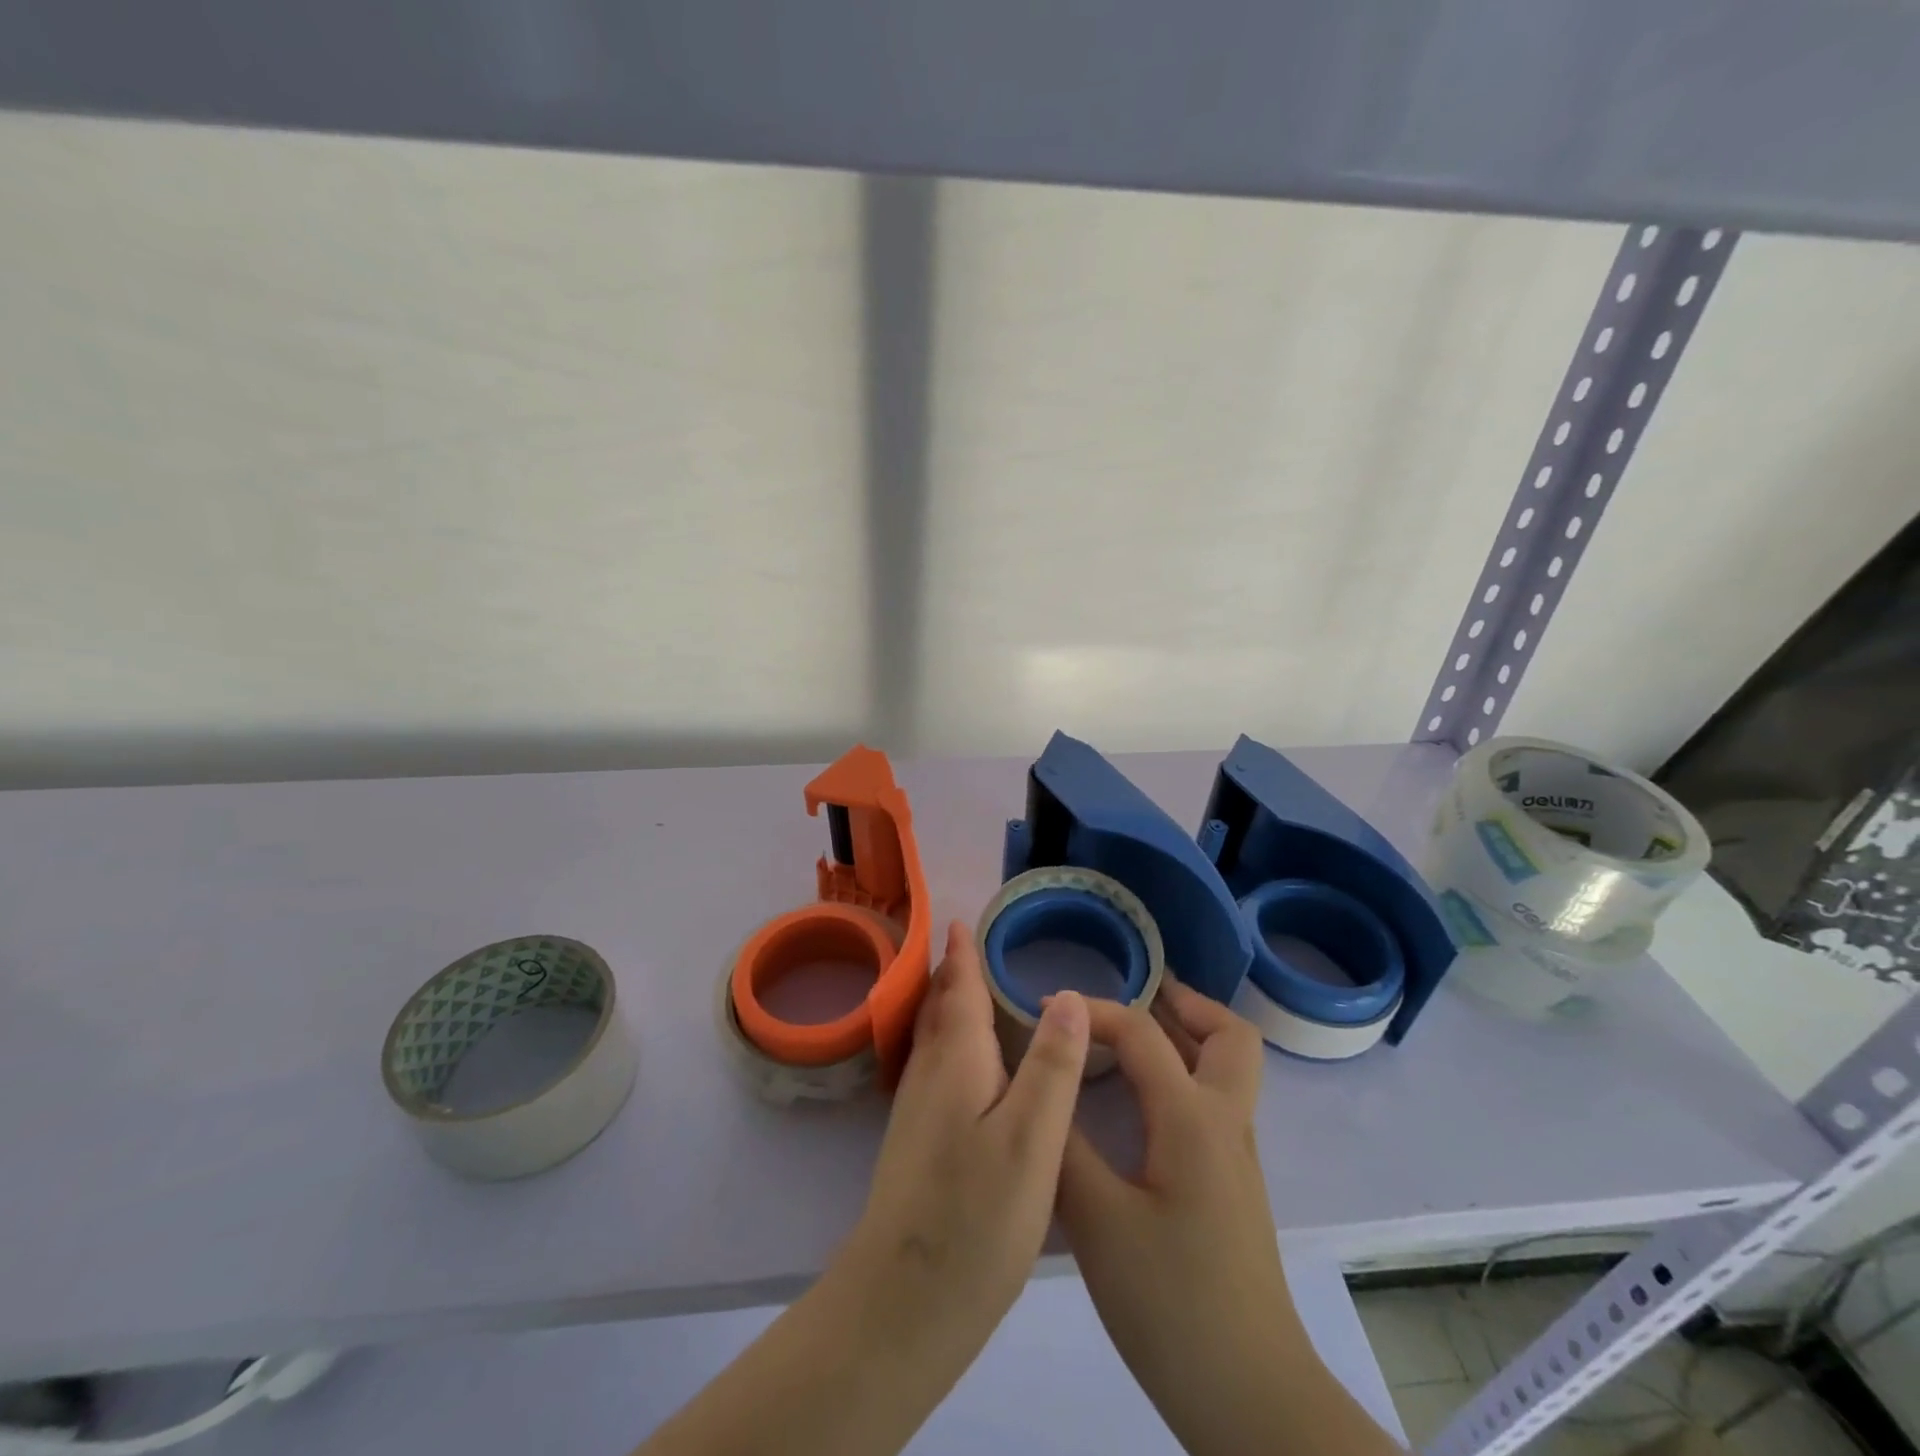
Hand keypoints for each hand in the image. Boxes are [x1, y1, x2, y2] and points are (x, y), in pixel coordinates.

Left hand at [838, 919, 1091, 1364]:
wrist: (903, 1303)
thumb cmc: (975, 1215)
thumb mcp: (1032, 1138)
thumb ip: (1052, 1066)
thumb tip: (1068, 995)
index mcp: (956, 1061)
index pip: (959, 990)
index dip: (963, 954)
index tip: (962, 920)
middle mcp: (929, 1075)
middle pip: (939, 1009)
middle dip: (951, 974)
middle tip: (967, 945)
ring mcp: (916, 1112)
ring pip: (932, 1039)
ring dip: (946, 1006)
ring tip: (965, 990)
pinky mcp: (915, 1144)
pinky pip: (933, 1068)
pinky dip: (948, 1044)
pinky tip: (965, 1066)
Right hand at [1058, 978, 1389, 1455]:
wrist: (1249, 1396)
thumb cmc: (1170, 1304)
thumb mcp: (1097, 1221)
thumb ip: (1064, 1142)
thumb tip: (1038, 1083)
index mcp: (1192, 1118)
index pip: (1142, 1032)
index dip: (1092, 1009)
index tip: (1043, 1009)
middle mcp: (1226, 1122)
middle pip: (1229, 1034)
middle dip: (1182, 1002)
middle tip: (1130, 995)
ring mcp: (1237, 1155)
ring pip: (1230, 1066)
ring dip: (1189, 1034)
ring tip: (1132, 1034)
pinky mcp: (1234, 1184)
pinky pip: (1218, 1098)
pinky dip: (1186, 1072)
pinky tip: (1143, 1100)